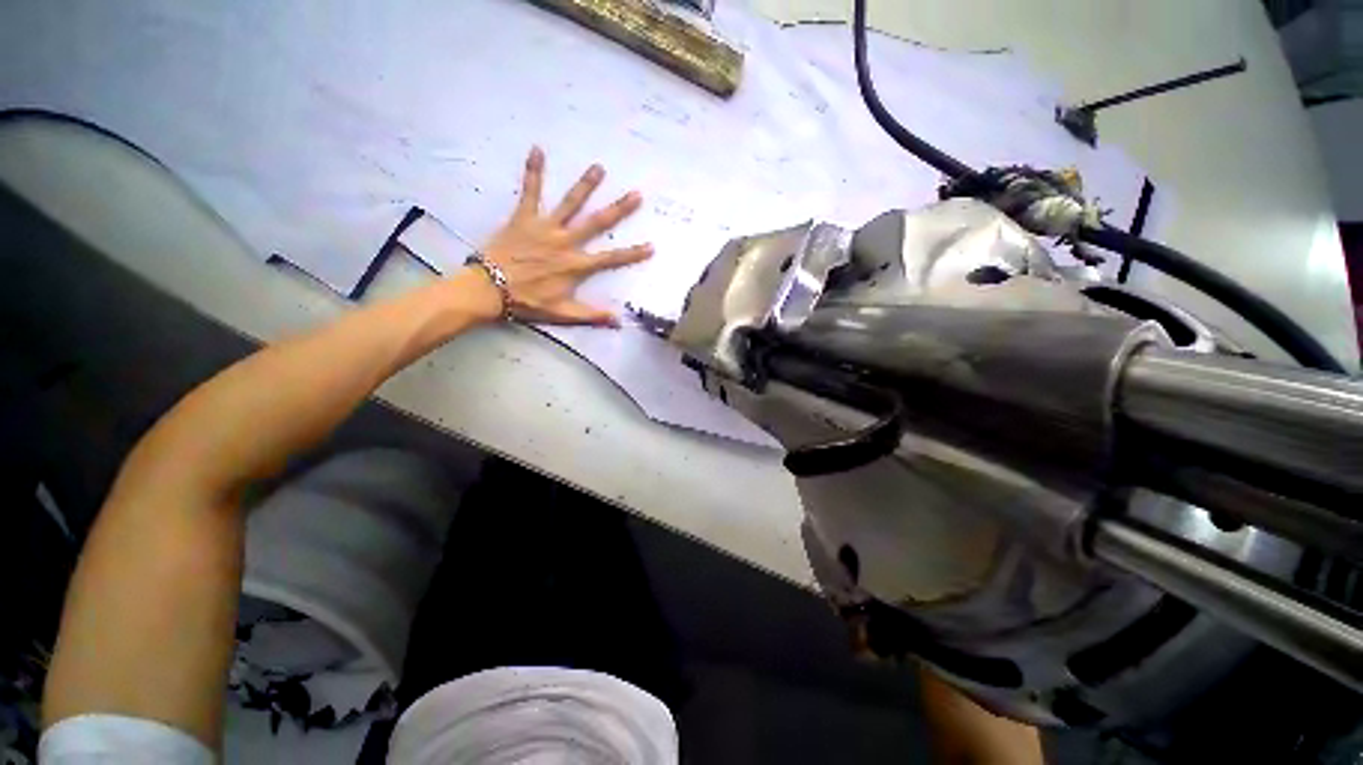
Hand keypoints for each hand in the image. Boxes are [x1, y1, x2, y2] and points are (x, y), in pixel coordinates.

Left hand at [477, 146, 652, 326]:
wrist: (489, 288)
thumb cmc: (527, 302)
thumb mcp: (562, 314)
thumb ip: (591, 315)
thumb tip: (618, 321)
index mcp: (576, 265)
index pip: (611, 258)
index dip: (632, 253)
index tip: (652, 246)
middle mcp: (566, 242)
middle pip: (597, 223)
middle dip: (619, 209)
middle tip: (636, 194)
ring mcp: (545, 227)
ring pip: (570, 203)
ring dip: (585, 185)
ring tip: (599, 167)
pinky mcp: (524, 217)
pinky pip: (530, 191)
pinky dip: (533, 171)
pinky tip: (537, 148)